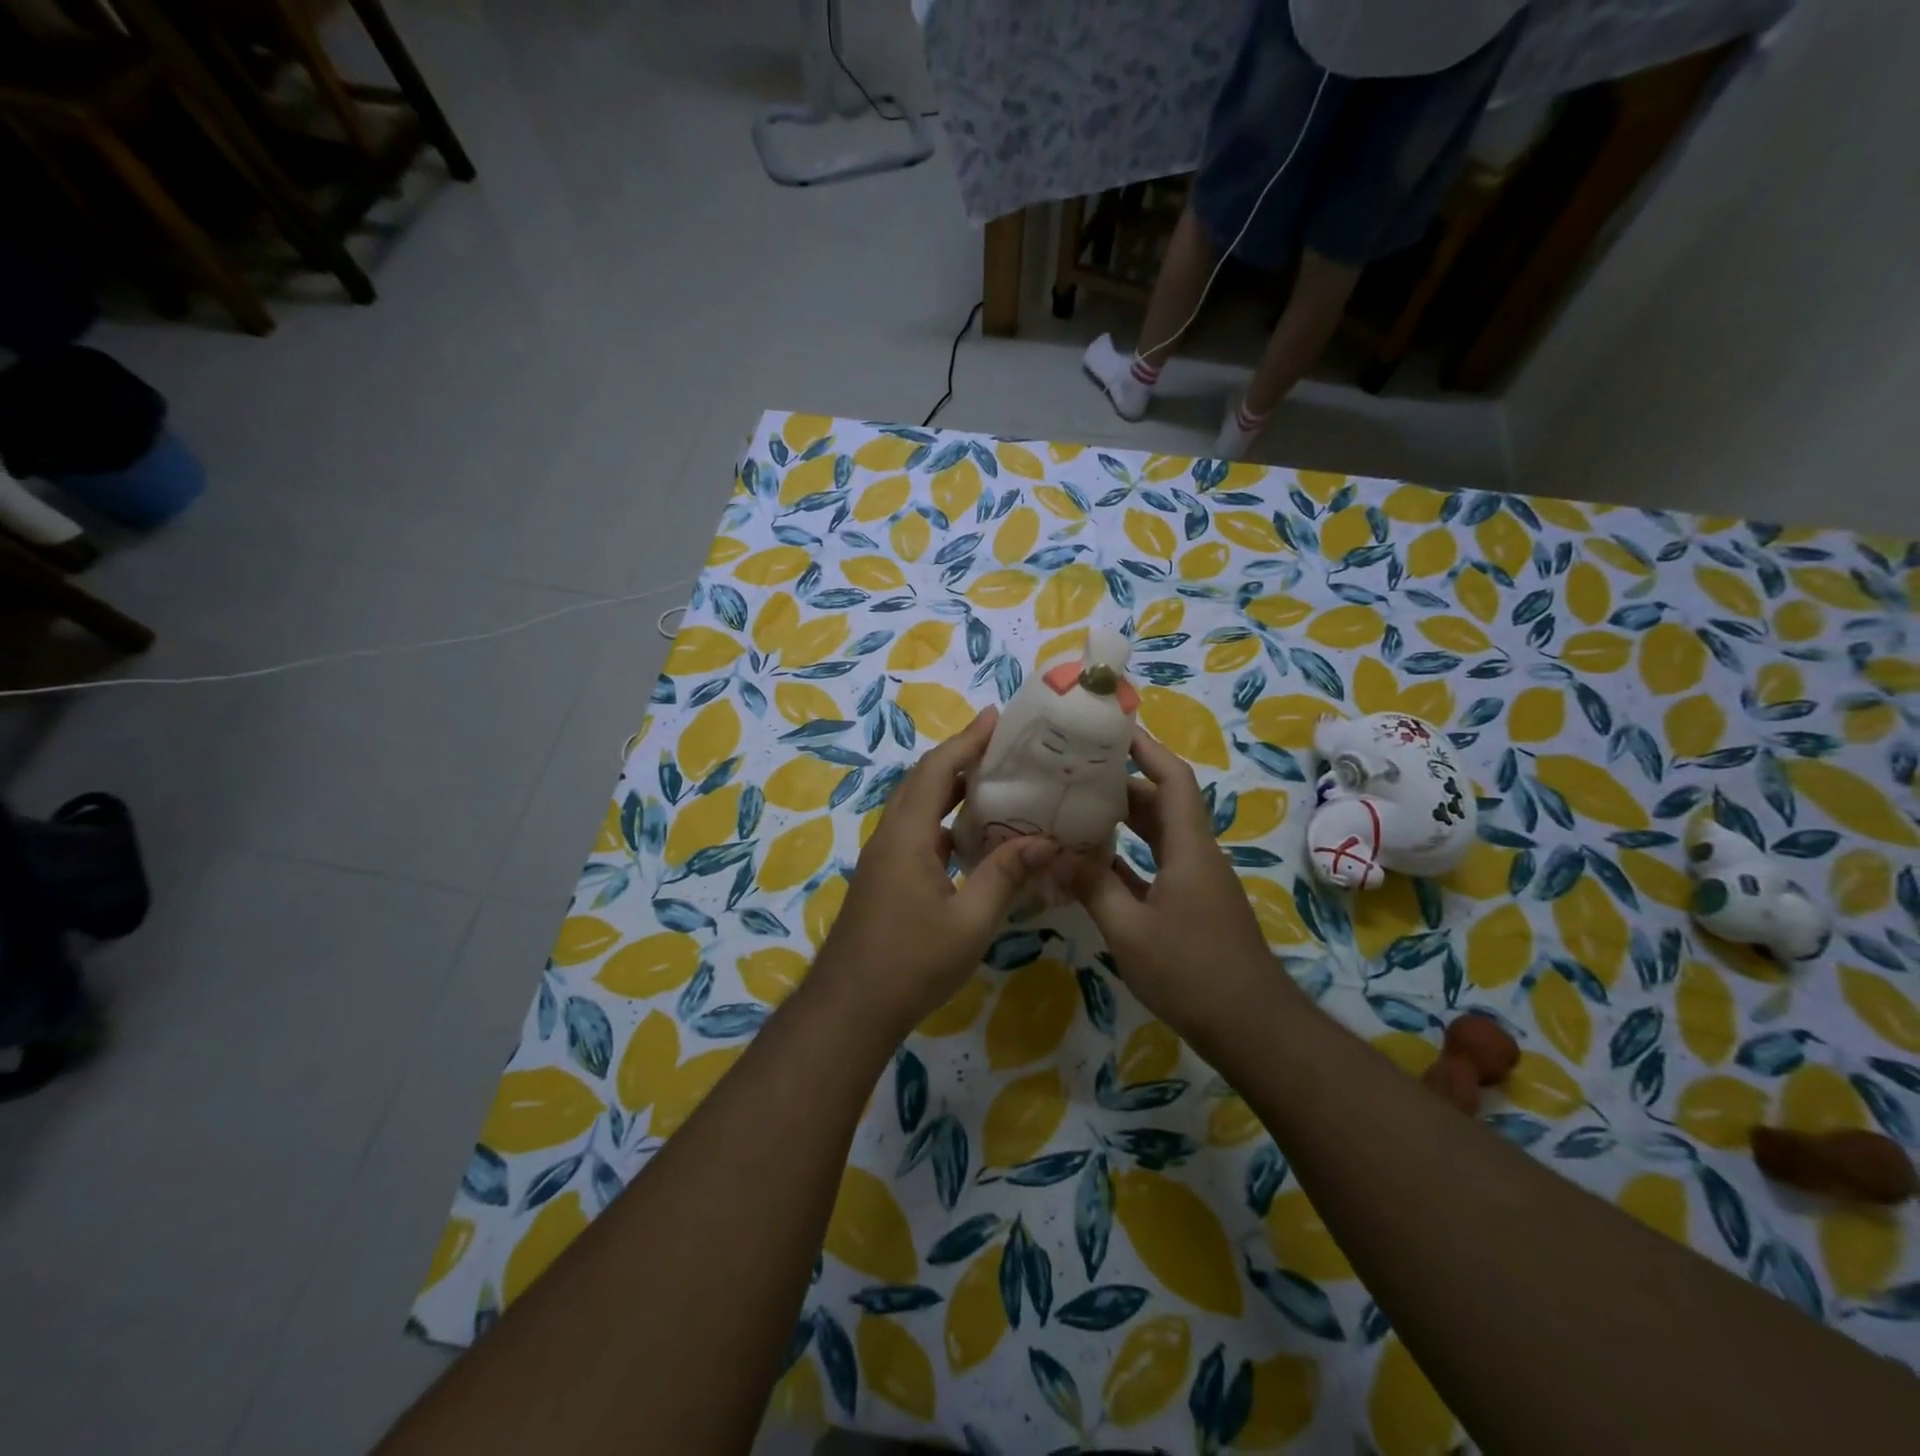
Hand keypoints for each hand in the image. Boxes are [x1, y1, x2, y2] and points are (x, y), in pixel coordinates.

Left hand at [811, 708, 1058, 1039]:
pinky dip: (943, 821)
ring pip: (917, 807)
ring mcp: (883, 858)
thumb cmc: (912, 962)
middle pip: (922, 780)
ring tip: (992, 782)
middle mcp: (890, 836)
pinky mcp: (884, 878)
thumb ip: (1006, 875)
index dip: (966, 741)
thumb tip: (1045, 842)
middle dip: (959, 757)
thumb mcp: (970, 921)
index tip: (995, 718)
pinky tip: (972, 838)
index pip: (937, 771)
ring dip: (949, 788)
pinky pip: (916, 832)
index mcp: (907, 836)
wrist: (850, 1008)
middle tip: (1000, 745)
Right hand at [1072, 727, 1284, 1047]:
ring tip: (1076, 807)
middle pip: (1161, 802)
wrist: (1251, 1027)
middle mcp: (1196, 854)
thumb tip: (1051, 854)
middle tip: (1075, 771)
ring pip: (1157, 835)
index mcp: (1189, 847)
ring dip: (1123, 820)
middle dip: (1121, 782)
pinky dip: (1127, 857)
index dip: (1146, 748)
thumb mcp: (1130, 930)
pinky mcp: (1190, 905)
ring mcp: (1195, 881)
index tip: (1111, 729)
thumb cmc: (1192, 972)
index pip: (1172, 779)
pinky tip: (1092, 861)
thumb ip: (1091, 888)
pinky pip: (1156, 865)